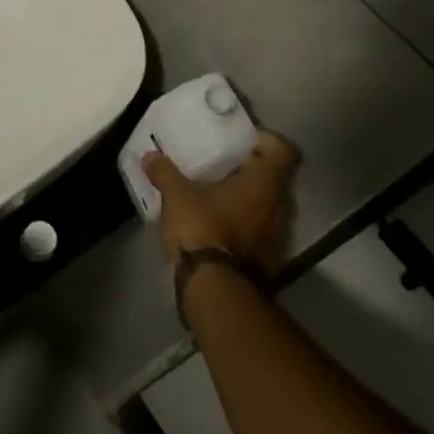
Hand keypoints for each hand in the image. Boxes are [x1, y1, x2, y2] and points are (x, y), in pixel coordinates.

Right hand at [143, 130, 299, 273]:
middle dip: (253, 171)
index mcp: (264, 183)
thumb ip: (165, 173)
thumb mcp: (177, 196)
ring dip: (250, 200)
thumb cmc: (203, 229)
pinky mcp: (270, 261)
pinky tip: (220, 226)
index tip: (244, 141)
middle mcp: (280, 207)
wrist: (216, 292)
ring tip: (219, 196)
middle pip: (276, 178)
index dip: (267, 141)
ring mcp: (278, 237)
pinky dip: (246, 225)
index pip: (284, 151)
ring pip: (269, 207)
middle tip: (225, 165)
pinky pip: (261, 231)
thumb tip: (150, 156)